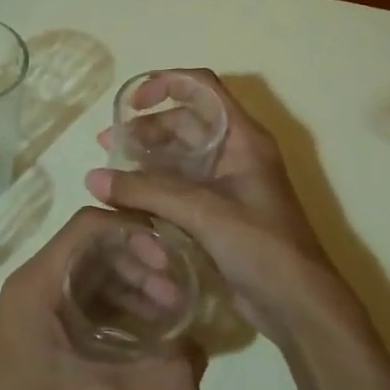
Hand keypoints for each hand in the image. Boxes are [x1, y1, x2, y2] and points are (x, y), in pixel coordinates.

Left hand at [0, 209, 204, 389]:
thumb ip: (163, 374)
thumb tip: (203, 354)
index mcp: (39, 282)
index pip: (90, 226)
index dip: (134, 233)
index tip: (171, 264)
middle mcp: (35, 287)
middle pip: (95, 251)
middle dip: (141, 266)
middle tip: (180, 298)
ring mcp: (37, 314)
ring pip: (93, 280)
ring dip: (133, 291)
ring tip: (173, 319)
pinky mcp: (43, 341)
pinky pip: (87, 309)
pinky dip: (120, 315)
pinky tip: (150, 342)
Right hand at [86, 69, 358, 349]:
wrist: (297, 305)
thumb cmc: (260, 246)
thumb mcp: (203, 212)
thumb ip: (147, 192)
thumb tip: (93, 178)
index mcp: (242, 138)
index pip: (203, 88)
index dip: (166, 83)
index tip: (133, 103)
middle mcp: (234, 154)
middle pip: (185, 123)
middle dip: (146, 129)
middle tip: (108, 146)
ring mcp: (226, 185)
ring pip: (179, 158)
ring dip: (145, 160)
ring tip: (109, 173)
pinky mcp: (217, 214)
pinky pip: (179, 189)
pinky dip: (153, 188)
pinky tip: (127, 200)